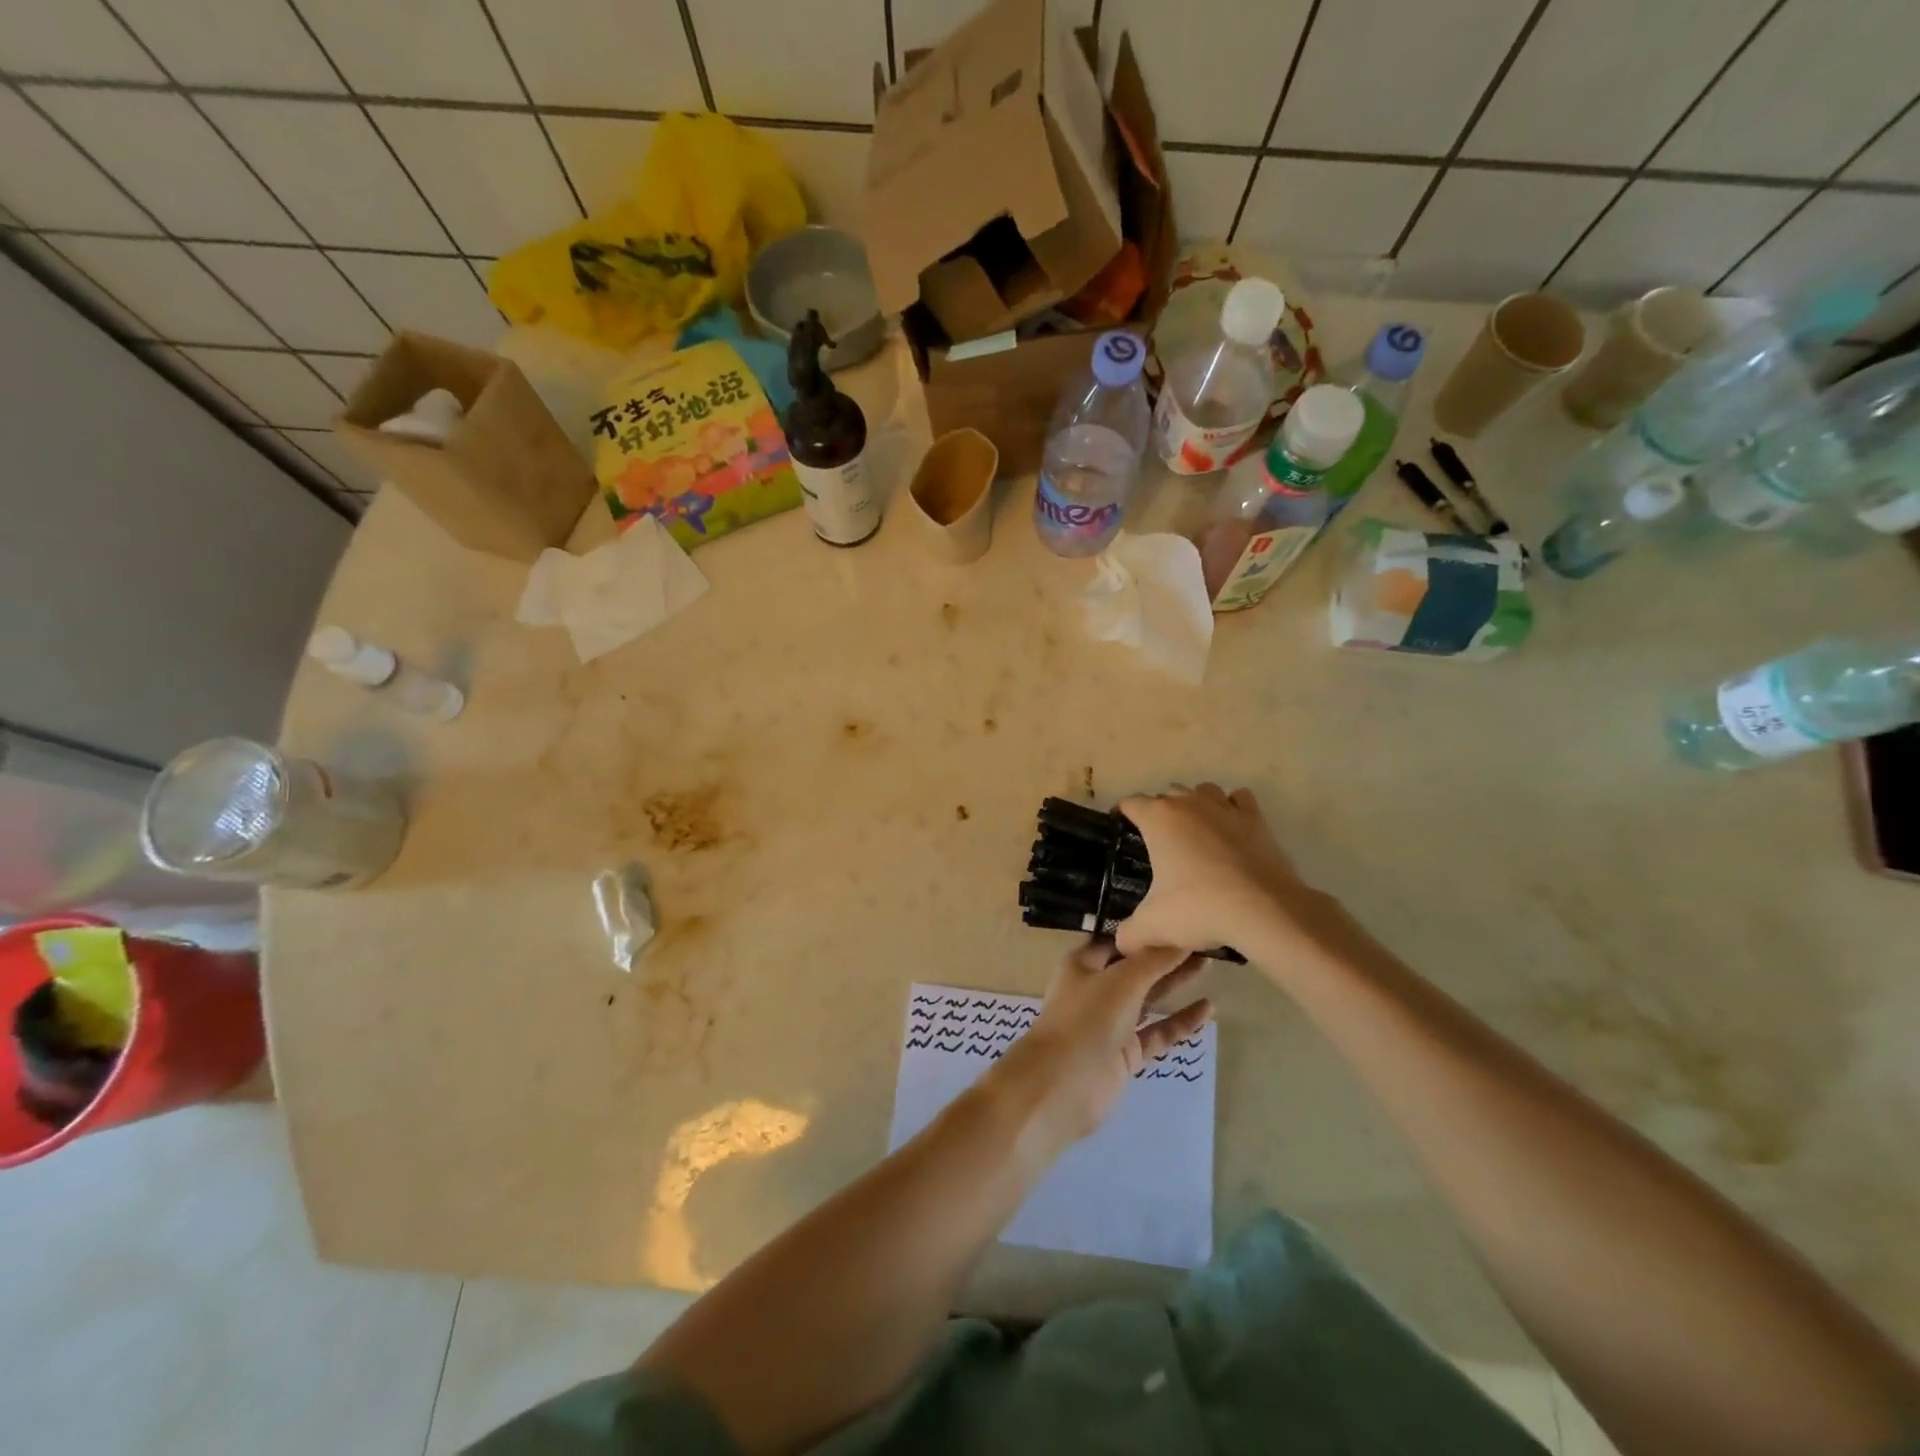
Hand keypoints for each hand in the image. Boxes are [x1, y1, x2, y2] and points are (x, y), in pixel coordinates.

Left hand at [997, 941, 1212, 1144]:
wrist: (1062, 1085)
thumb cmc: (1086, 1019)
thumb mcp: (1121, 981)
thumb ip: (1153, 961)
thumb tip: (1181, 938)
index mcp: (1084, 964)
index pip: (1118, 939)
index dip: (1145, 930)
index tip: (1176, 917)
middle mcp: (1096, 989)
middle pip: (1136, 967)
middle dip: (1166, 955)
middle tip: (1202, 939)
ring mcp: (1111, 1022)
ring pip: (1149, 998)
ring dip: (1175, 983)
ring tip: (1210, 964)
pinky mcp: (1126, 1052)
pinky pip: (1158, 1031)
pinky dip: (1180, 1021)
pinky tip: (1208, 1008)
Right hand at [1116, 783, 1317, 956]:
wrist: (1264, 911)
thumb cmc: (1199, 908)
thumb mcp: (1153, 925)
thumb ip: (1129, 933)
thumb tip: (1121, 943)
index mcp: (1158, 819)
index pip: (1131, 803)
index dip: (1123, 815)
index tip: (1121, 832)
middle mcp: (1189, 803)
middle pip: (1167, 795)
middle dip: (1160, 813)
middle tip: (1159, 845)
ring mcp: (1225, 807)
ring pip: (1203, 791)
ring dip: (1195, 805)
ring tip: (1195, 833)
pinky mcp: (1256, 819)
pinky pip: (1239, 800)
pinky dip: (1233, 808)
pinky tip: (1231, 829)